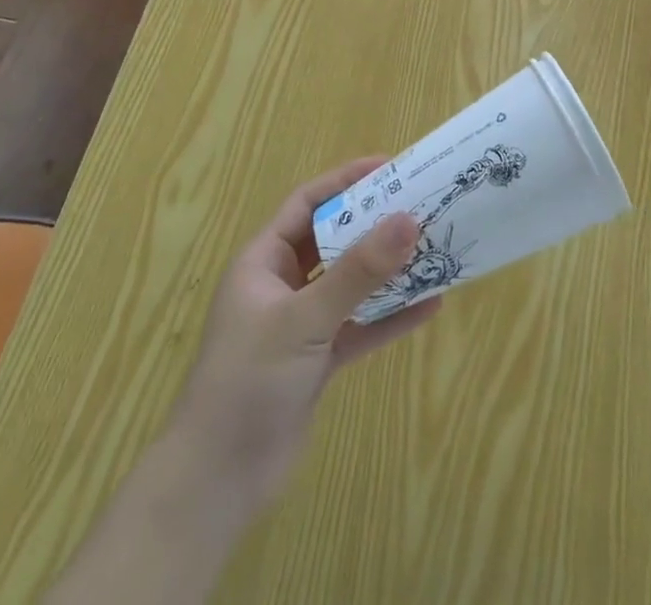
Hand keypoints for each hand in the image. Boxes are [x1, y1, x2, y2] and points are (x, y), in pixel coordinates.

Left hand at [165, 158, 440, 517]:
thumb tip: (409, 220)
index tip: (390, 167)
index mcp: (263, 261)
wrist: (217, 482)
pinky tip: (429, 306)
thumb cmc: (249, 380)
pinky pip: (360, 325)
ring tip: (433, 248)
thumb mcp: (305, 319)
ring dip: (388, 270)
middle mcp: (282, 285)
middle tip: (420, 205)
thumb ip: (358, 272)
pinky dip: (390, 317)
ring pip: (351, 283)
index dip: (345, 181)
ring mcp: (301, 323)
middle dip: (374, 224)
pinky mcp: (317, 359)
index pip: (307, 203)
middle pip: (333, 240)